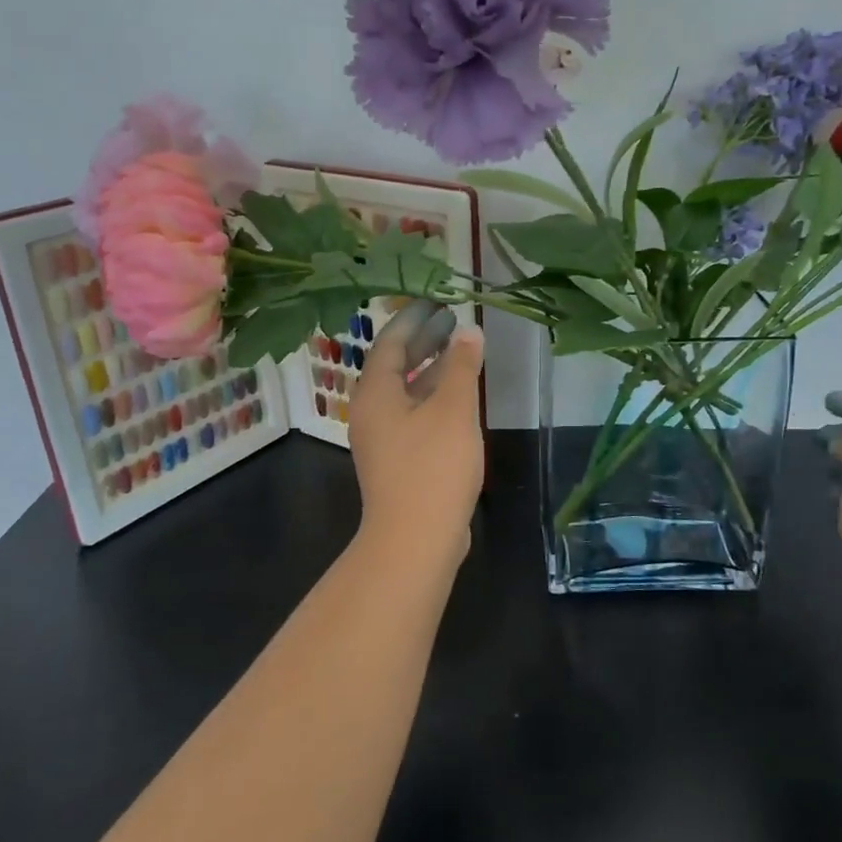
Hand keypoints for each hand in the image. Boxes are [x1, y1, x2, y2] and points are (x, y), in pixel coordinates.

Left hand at [347, 300, 484, 571]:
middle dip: (423, 341)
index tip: (436, 301)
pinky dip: (433, 398)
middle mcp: (372, 412)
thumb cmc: (432, 467)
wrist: (415, 539)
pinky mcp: (398, 461)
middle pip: (395, 365)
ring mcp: (383, 439)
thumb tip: (469, 330)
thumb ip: (461, 366)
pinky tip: (458, 397)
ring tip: (461, 351)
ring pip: (406, 392)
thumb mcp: (453, 410)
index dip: (413, 319)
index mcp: (375, 393)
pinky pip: (413, 415)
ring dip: (430, 370)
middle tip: (452, 320)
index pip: (390, 342)